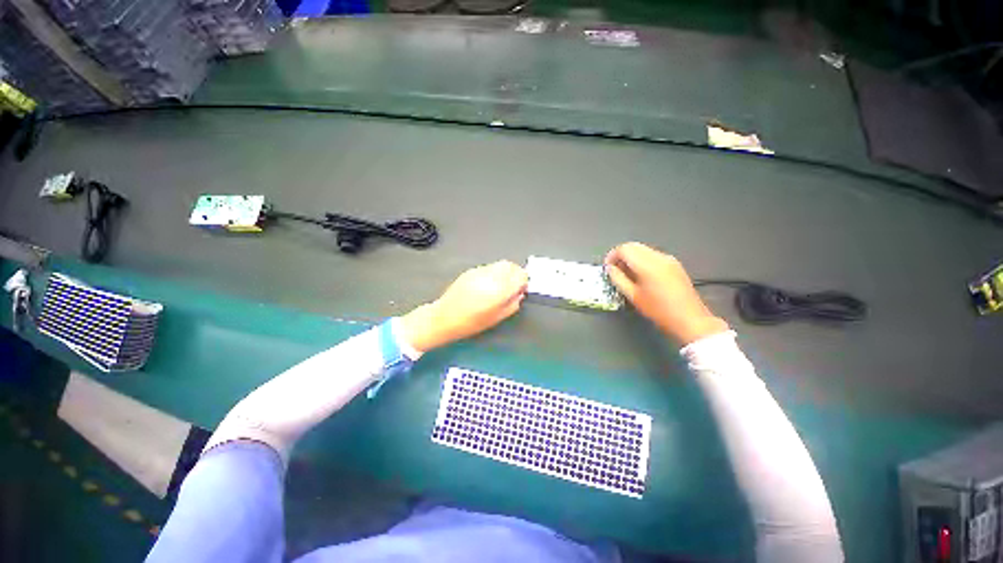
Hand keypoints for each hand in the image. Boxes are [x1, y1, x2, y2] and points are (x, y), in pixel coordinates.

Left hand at [400, 261, 528, 352]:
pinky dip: (494, 273)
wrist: (445, 317)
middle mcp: (491, 276)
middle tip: (513, 285)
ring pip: (500, 264)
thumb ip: (513, 304)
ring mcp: (480, 271)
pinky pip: (489, 267)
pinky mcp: (471, 270)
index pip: (520, 275)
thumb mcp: (498, 318)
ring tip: (501, 284)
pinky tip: (488, 284)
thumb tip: (519, 293)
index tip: (521, 289)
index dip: (523, 282)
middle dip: (516, 273)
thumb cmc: (471, 322)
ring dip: (505, 272)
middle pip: (511, 265)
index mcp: (499, 289)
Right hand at [605, 242, 728, 345]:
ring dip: (632, 257)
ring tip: (627, 274)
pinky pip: (653, 255)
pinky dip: (642, 260)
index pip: (624, 249)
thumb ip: (618, 279)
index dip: (612, 256)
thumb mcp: (633, 296)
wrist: (690, 319)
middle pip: (633, 246)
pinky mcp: (674, 264)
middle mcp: (659, 257)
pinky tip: (641, 275)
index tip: (608, 267)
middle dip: (621, 255)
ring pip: (643, 249)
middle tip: (615, 270)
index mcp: (647, 265)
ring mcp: (669, 259)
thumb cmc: (659, 311)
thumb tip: (610, 269)